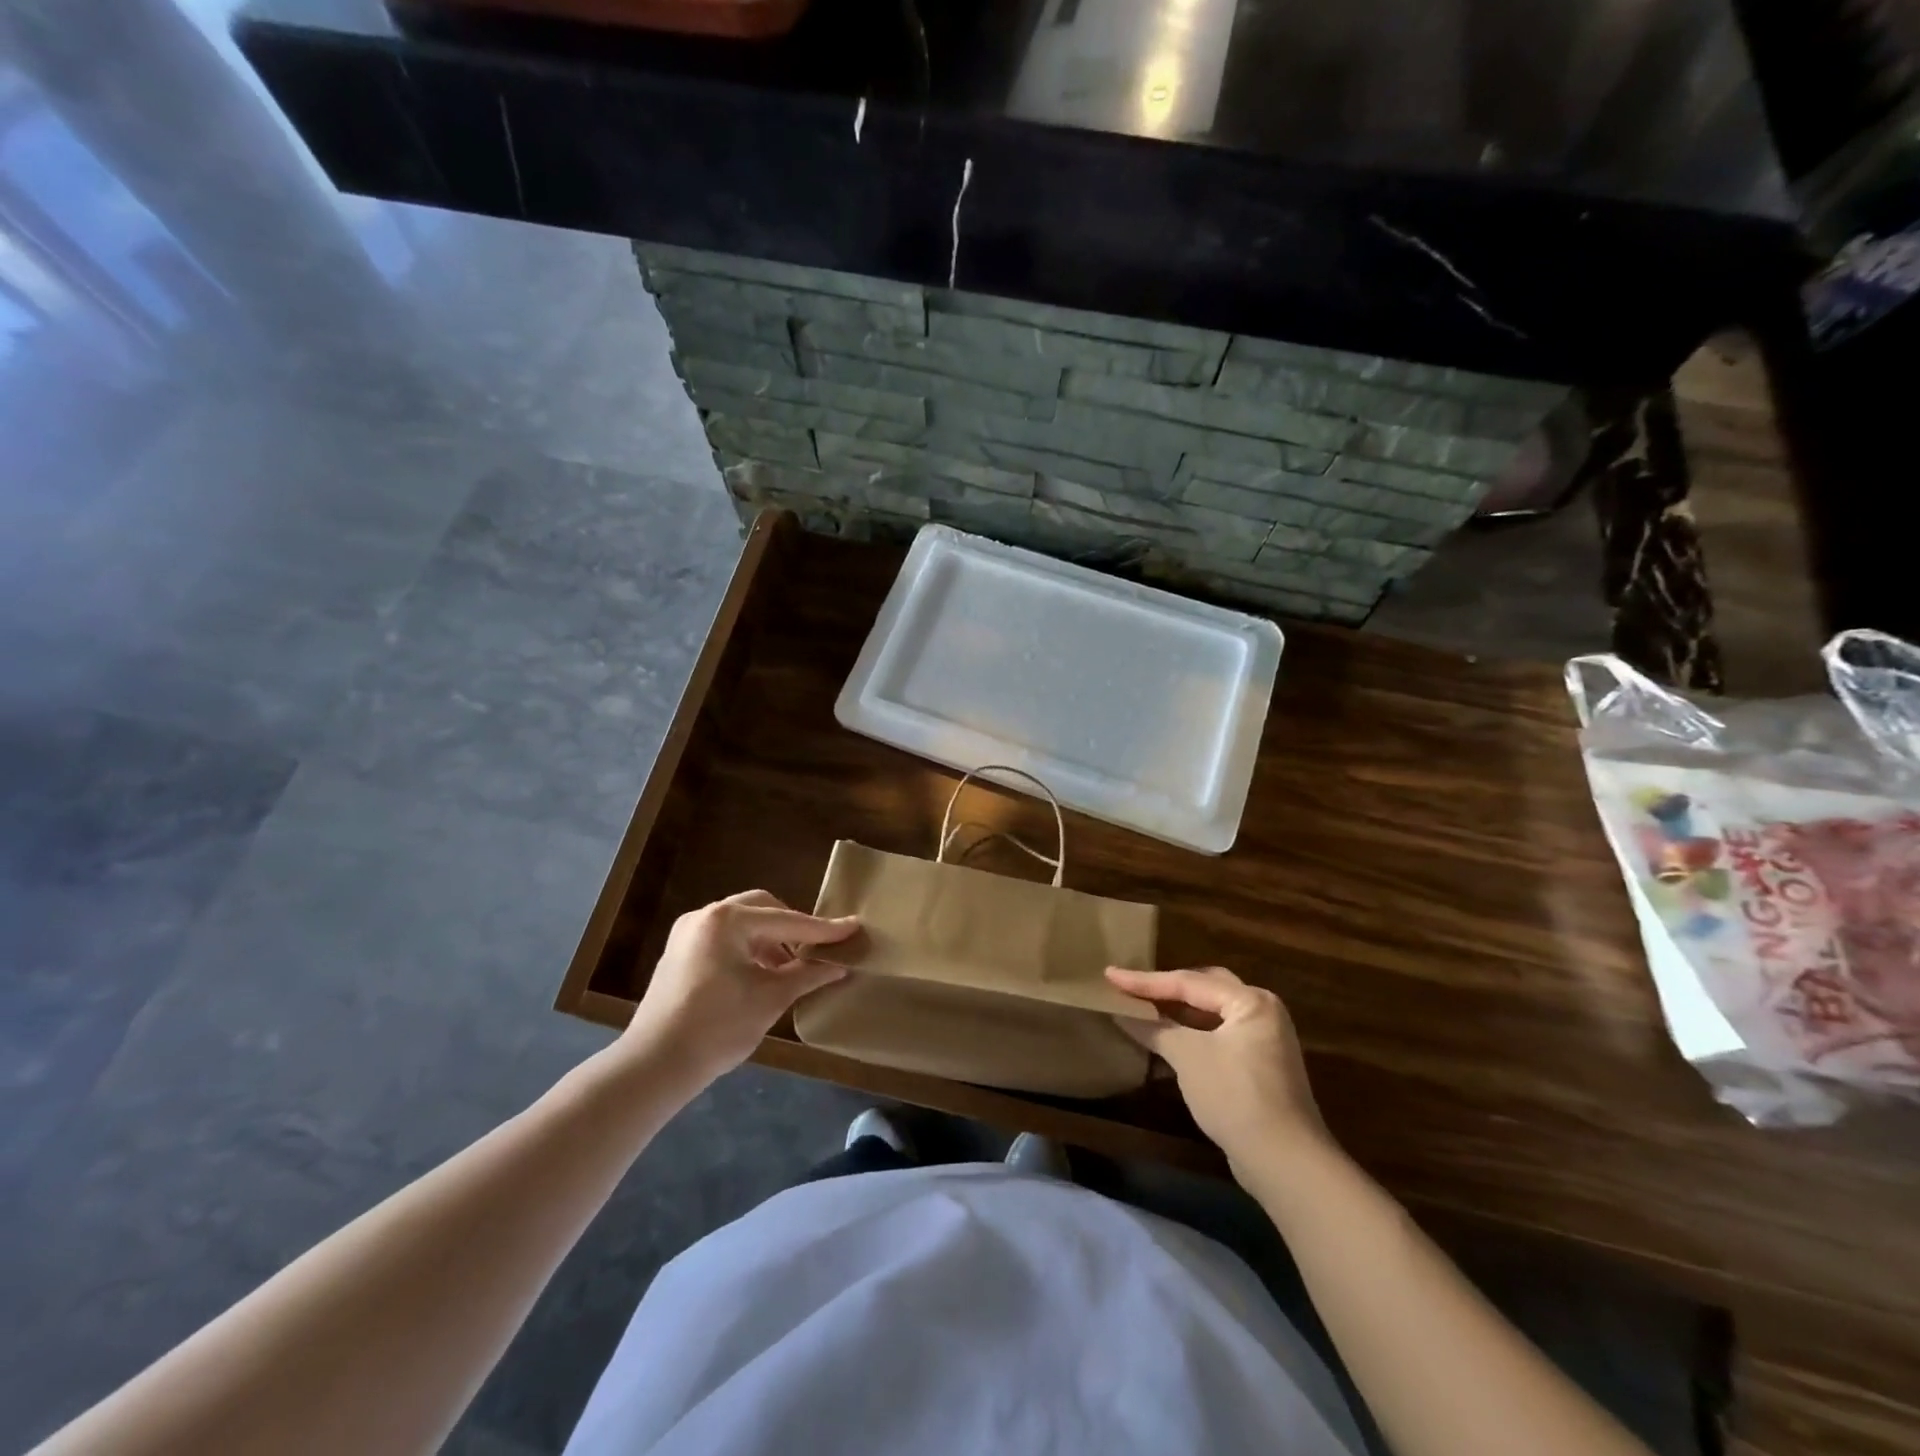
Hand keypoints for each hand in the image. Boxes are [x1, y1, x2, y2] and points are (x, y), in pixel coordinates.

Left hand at [624, 891, 857, 1086]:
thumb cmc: (718, 1027)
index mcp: (728, 920)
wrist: (654, 1066)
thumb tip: (840, 965)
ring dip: (770, 940)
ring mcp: (688, 934)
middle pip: (762, 909)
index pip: (787, 920)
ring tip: (791, 968)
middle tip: (817, 948)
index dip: (822, 929)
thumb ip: (808, 975)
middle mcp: (705, 916)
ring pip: (743, 924)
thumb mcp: (771, 999)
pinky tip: (761, 975)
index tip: (853, 928)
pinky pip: (724, 939)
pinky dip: (748, 949)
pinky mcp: (679, 954)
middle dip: (792, 927)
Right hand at [1105, 966, 1328, 1173]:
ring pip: (1210, 1017)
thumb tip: (1120, 1013)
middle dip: (1166, 989)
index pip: (1189, 982)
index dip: (1145, 981)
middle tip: (1132, 988)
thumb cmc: (1235, 1095)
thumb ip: (1154, 1028)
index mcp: (1251, 1001)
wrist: (1284, 1162)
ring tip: (1142, 1013)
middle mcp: (1262, 1013)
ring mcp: (1263, 1043)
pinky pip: (1216, 1040)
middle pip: (1204, 991)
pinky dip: (1190, 1039)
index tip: (1110, 974)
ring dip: (1177, 1016)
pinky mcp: (1258, 1069)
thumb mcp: (1188, 1056)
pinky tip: (1163, 1046)